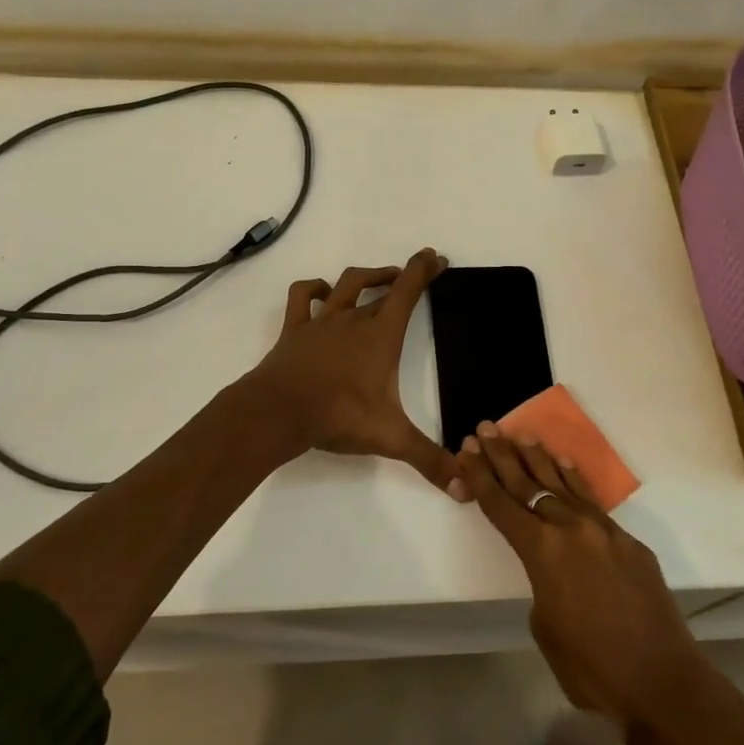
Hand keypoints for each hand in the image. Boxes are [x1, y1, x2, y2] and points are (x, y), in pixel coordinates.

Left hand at [245, 248, 457, 490]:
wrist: (278, 412)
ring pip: (346, 284)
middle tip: (418, 272)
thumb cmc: (338, 416)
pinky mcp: (294, 330)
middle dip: (404, 275)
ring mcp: (321, 321)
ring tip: (380, 278)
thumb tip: (465, 487)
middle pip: (382, 286)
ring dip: (366, 277)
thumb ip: (429, 460)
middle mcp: (353, 319)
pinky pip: (301, 297)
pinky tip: (321, 292)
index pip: (408, 291)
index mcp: (381, 335)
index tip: (436, 256)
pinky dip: (312, 289)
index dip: (424, 269)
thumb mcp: (390, 438)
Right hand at [460, 423, 713, 736]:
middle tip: (485, 429)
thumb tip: (552, 568)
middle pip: (529, 484)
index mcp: (542, 552)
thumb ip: (541, 583)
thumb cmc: (591, 669)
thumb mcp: (545, 627)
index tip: (466, 450)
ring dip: (539, 459)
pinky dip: (575, 480)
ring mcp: (604, 531)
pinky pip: (593, 501)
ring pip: (563, 484)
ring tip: (520, 435)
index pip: (502, 505)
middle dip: (503, 456)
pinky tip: (564, 464)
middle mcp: (571, 529)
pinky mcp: (629, 541)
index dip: (480, 476)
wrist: (663, 683)